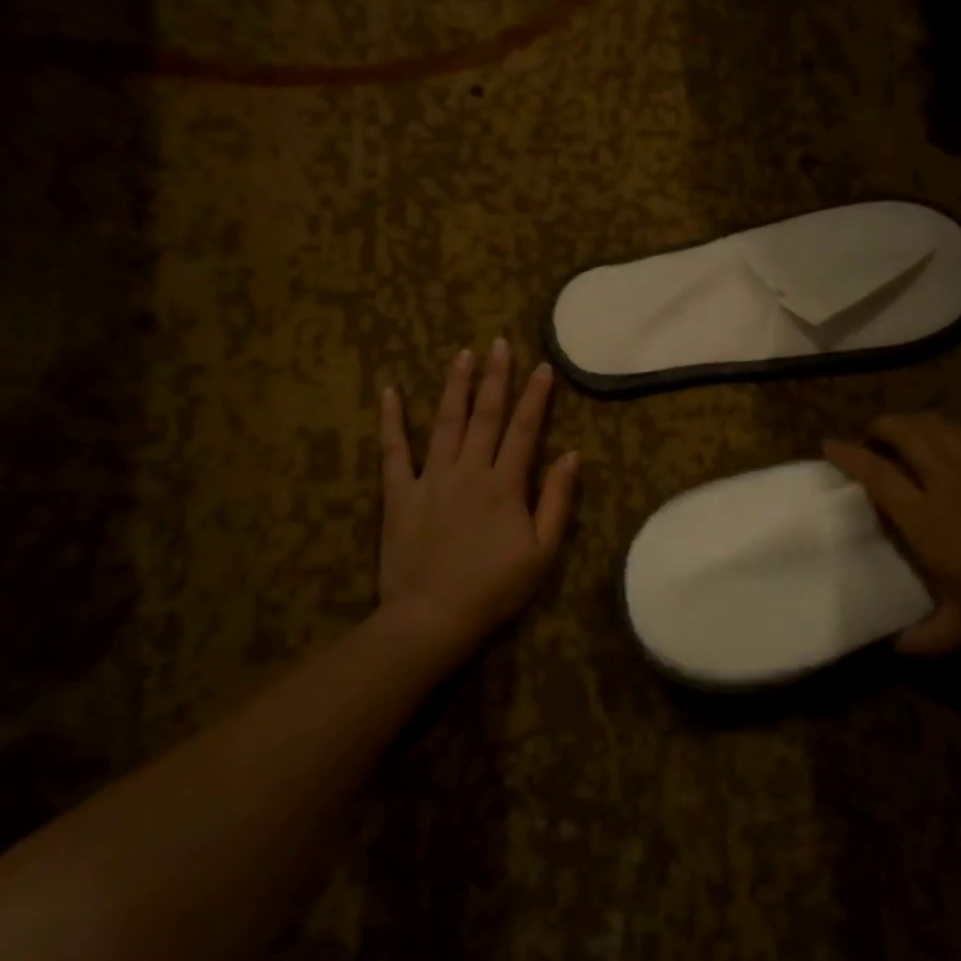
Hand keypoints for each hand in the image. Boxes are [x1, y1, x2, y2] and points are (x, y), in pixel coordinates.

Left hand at [378, 341, 578, 659]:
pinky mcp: (399, 494)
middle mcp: (468, 471)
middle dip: (495, 377)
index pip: (524, 429)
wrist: (434, 616)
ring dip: (454, 386)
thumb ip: (557, 500)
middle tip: (498, 344)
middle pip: (485, 416)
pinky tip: (389, 392)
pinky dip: (391, 421)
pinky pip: (393, 451)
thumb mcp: (543, 551)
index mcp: (504, 485)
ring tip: (461, 355)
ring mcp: (430, 479)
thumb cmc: (495, 587)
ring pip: (444, 422)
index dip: (535, 397)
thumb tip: (572, 455)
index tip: (542, 366)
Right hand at [825, 414, 960, 653]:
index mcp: (928, 520)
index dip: (850, 456)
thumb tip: (895, 651)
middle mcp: (951, 485)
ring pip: (942, 429)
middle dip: (883, 425)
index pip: (878, 476)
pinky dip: (951, 432)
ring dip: (916, 422)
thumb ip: (925, 640)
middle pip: (909, 435)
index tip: (829, 444)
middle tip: (871, 434)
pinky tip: (953, 442)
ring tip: (905, 430)